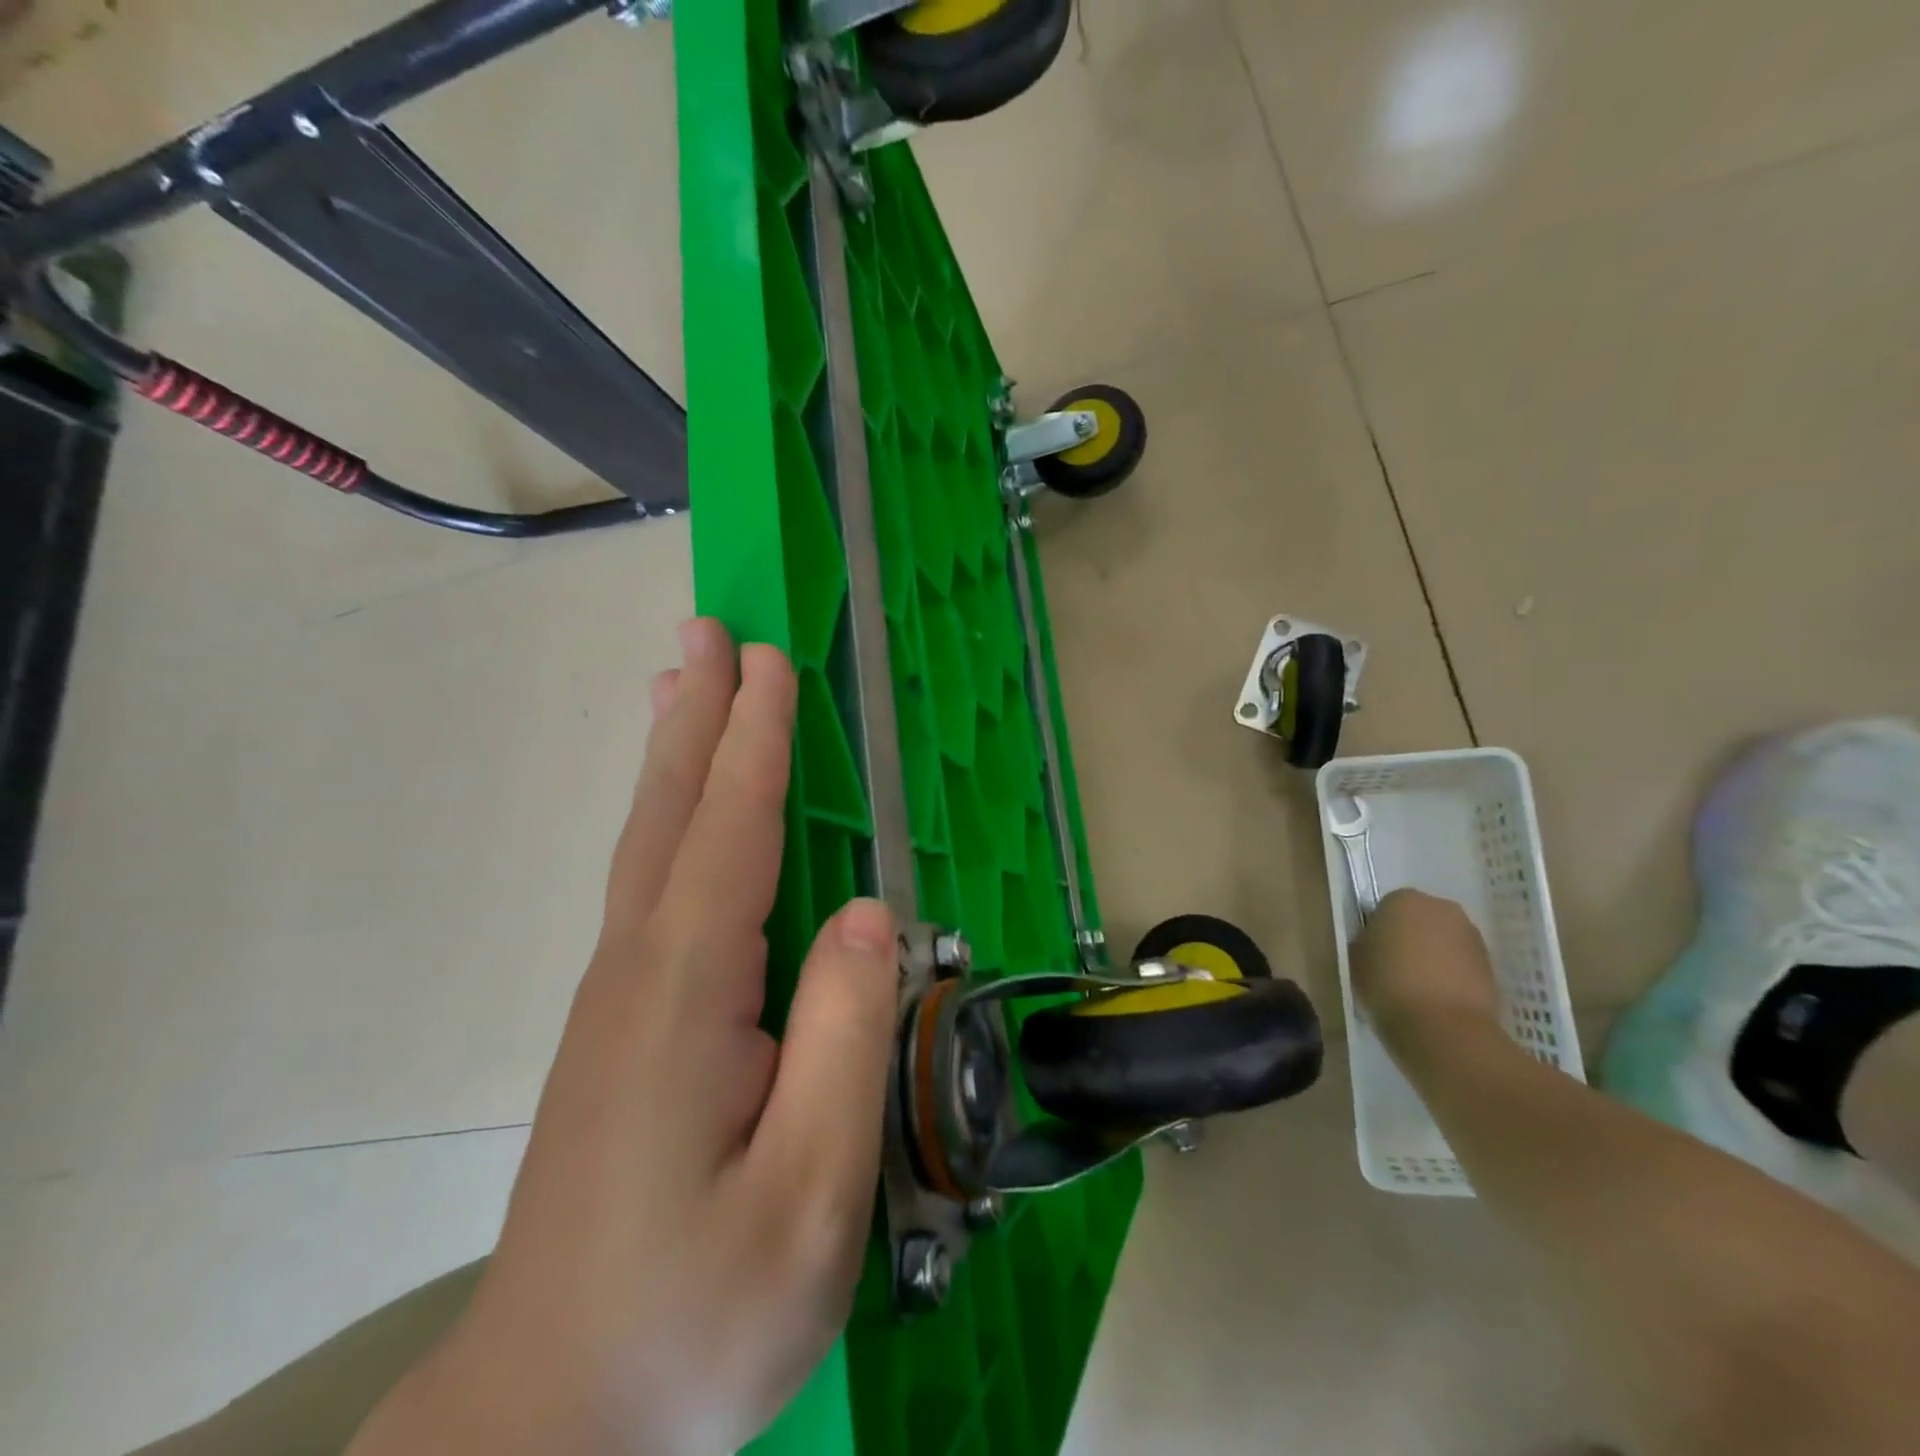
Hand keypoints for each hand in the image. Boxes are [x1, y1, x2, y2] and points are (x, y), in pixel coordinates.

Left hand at [349, 621, 899, 1455]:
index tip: (770, 663)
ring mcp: (619, 998)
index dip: (756, 741)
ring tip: (679, 683)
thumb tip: (871, 914)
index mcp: (687, 994)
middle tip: (707, 632)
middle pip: (674, 815)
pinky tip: (677, 814)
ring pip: (652, 844)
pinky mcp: (621, 1028)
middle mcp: (639, 972)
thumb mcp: (808, 1193)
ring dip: (673, 755)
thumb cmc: (694, 1316)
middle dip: (698, 717)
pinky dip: (667, 821)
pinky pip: (650, 888)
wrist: (548, 1424)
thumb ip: (845, 1039)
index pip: (732, 833)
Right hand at [1351, 889, 1499, 1049]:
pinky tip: (1438, 999)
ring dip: (1433, 957)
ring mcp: (1472, 936)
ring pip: (1444, 941)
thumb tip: (1376, 942)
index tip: (1373, 954)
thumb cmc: (1387, 984)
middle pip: (1420, 920)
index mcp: (1403, 899)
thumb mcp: (1356, 958)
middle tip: (1395, 968)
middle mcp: (1441, 908)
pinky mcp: (1492, 965)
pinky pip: (1462, 964)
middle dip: (1410, 938)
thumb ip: (1366, 941)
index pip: (1385, 908)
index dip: (1378, 931)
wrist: (1443, 1027)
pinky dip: (1452, 975)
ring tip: (1418, 988)